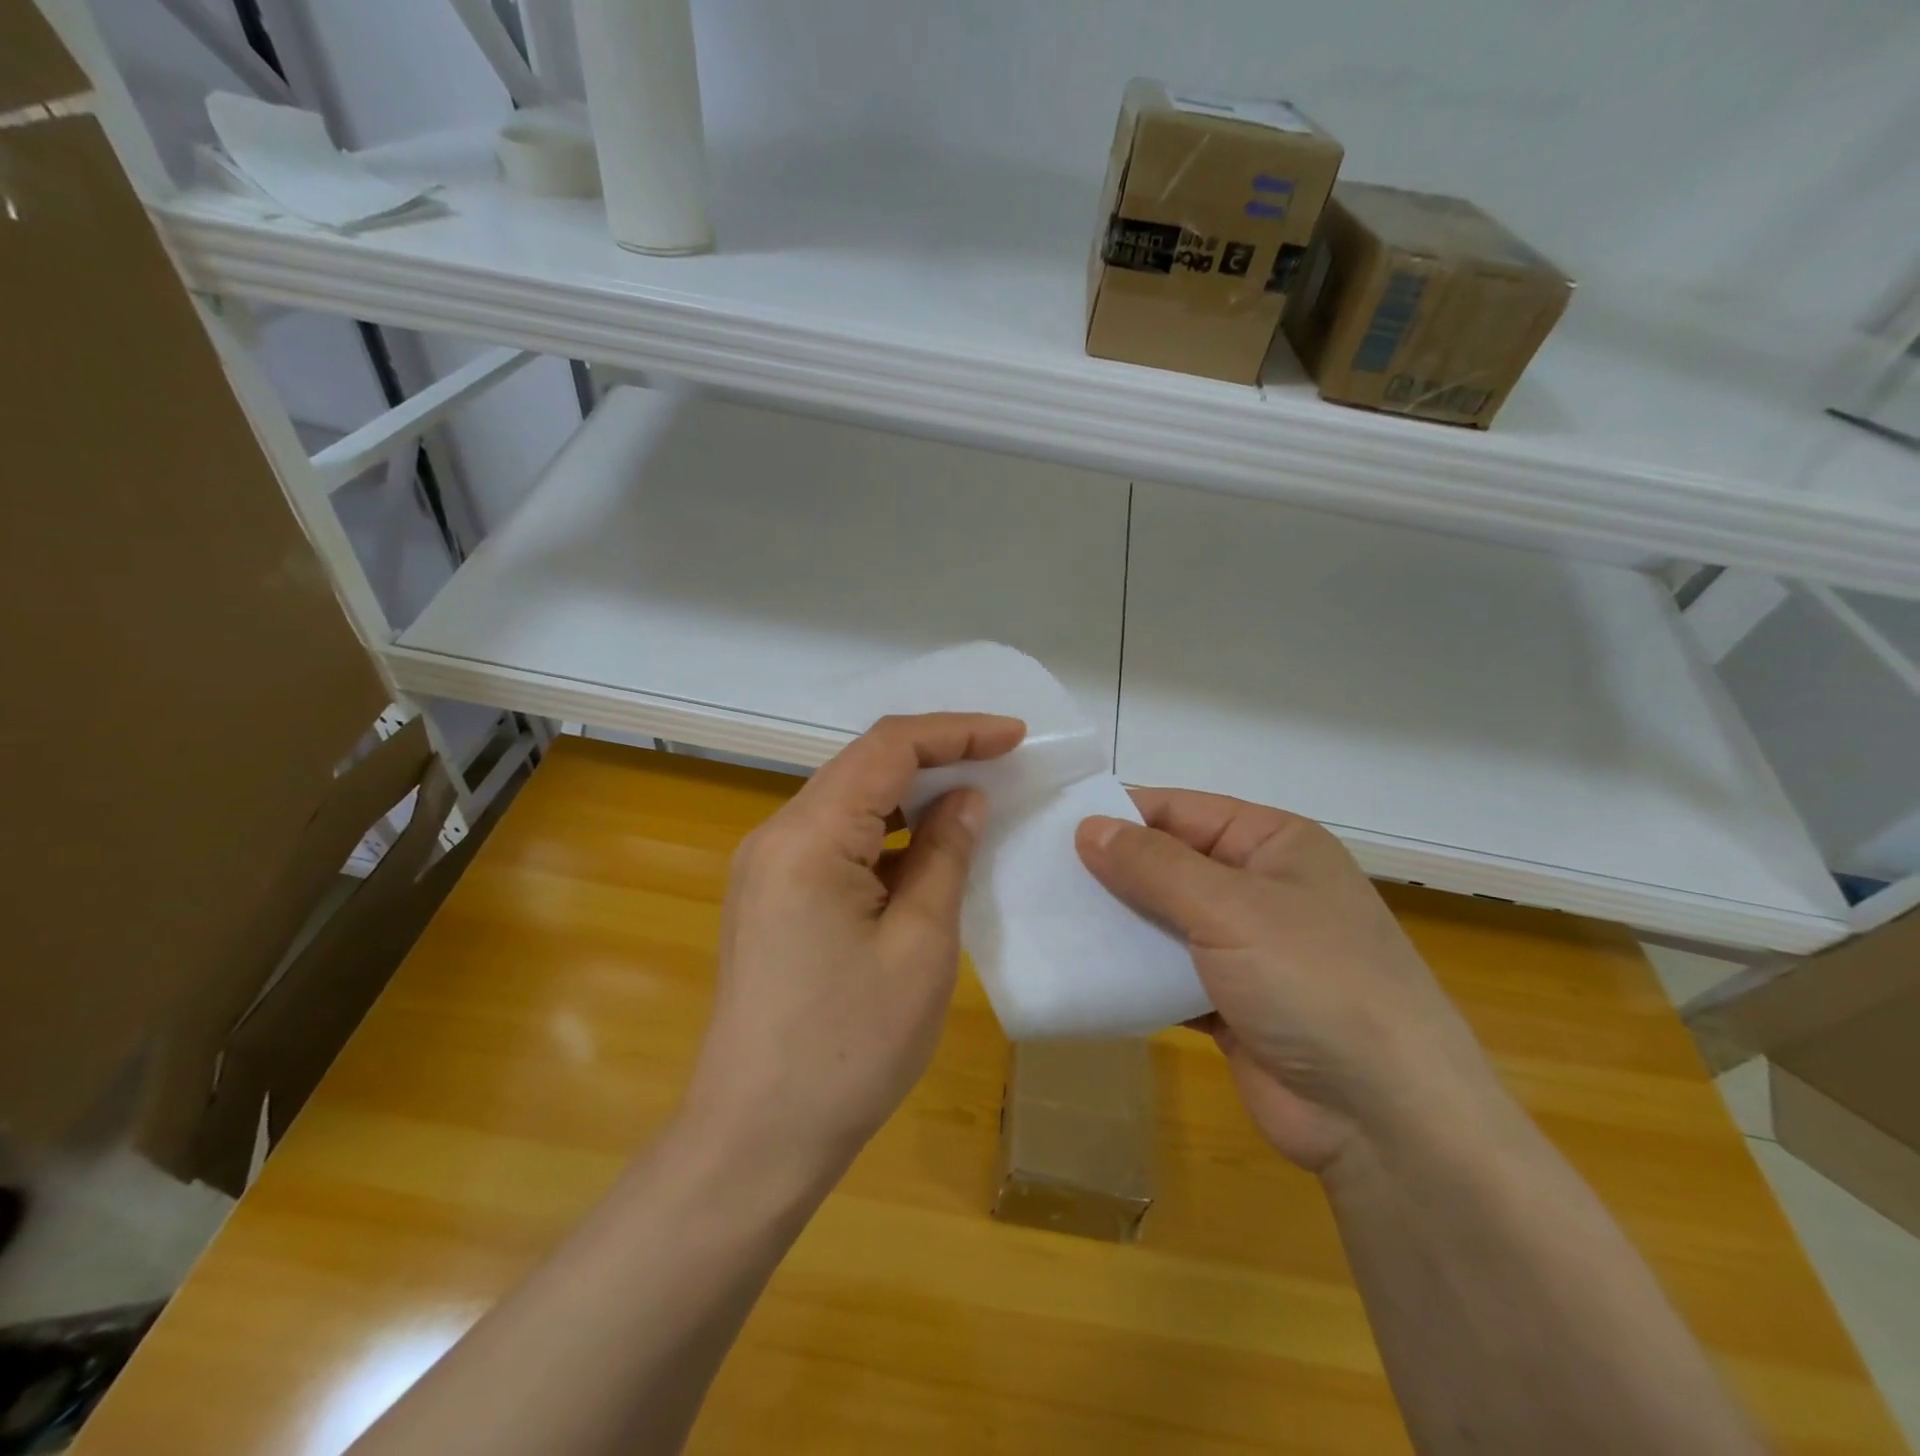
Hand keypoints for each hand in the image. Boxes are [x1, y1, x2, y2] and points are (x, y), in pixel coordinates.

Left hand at [683, 713, 1024, 1190]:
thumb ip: (945, 855)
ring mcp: (766, 867)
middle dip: (935, 757)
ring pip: (848, 801)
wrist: (755, 1139)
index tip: (1014, 737)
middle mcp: (776, 835)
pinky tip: (924, 853)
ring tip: (972, 802)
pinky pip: (834, 841)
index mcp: (808, 837)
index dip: (955, 732)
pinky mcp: (770, 897)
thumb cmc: (848, 1047)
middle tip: (1001, 765)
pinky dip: (885, 834)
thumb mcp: (920, 946)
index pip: (887, 748)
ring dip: (910, 795)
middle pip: (862, 765)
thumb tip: (966, 799)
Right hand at [1076, 789, 1500, 1173]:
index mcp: (1274, 845)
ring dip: (1116, 925)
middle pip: (1169, 866)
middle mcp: (1260, 889)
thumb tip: (1088, 827)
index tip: (1053, 824)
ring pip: (1163, 922)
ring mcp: (1245, 950)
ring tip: (1047, 918)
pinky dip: (1131, 974)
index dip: (1120, 815)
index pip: (1182, 811)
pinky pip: (1166, 974)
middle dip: (1110, 872)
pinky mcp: (1228, 1004)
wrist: (1385, 1120)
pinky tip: (1081, 971)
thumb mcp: (1229, 908)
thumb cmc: (1313, 982)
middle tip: (1037, 874)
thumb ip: (1153, 865)